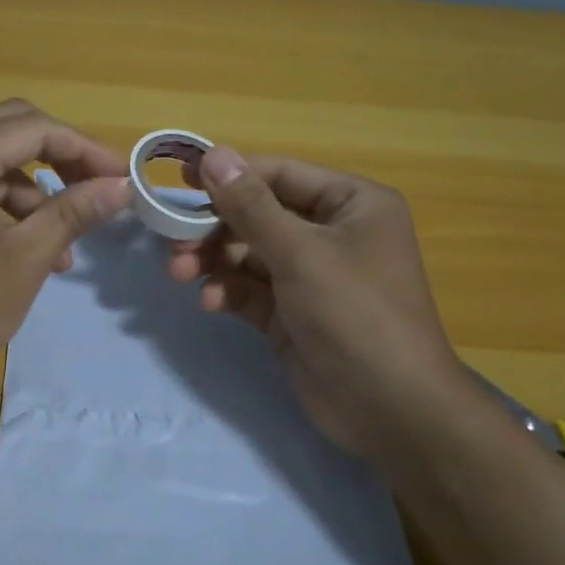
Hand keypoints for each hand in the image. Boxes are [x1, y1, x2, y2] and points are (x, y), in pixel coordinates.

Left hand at [0, 100, 131, 387]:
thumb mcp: (27, 257)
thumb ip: (75, 211)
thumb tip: (123, 186)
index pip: (33, 127)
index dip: (85, 149)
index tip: (124, 177)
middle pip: (10, 129)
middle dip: (60, 157)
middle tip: (99, 187)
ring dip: (35, 189)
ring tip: (68, 243)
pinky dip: (6, 207)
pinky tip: (32, 250)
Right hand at [168, 147, 468, 452]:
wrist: (390, 410)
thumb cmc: (355, 313)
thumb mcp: (300, 253)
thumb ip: (250, 205)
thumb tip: (213, 154)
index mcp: (350, 204)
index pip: (280, 175)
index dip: (230, 175)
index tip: (179, 180)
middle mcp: (331, 233)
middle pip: (258, 215)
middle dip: (215, 227)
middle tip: (174, 241)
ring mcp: (310, 276)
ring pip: (248, 254)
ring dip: (214, 260)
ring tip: (181, 272)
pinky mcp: (291, 313)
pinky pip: (250, 289)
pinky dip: (228, 291)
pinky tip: (210, 302)